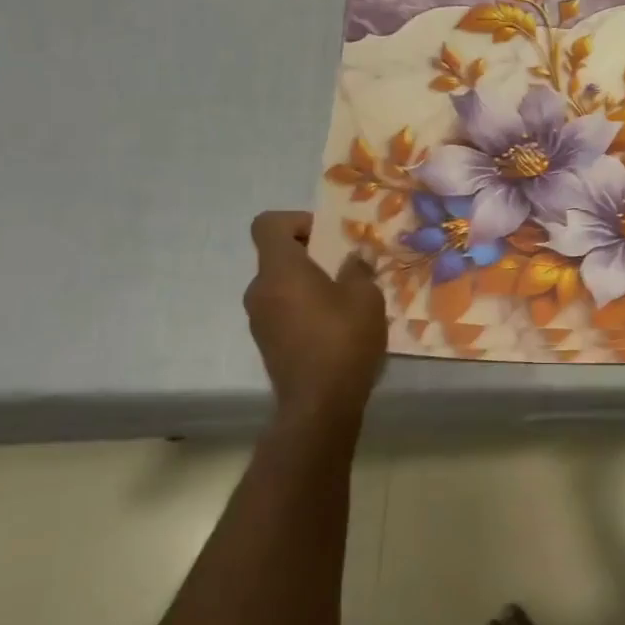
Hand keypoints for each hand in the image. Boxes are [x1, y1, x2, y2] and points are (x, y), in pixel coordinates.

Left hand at [245, 211, 388, 431]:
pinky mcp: (267, 343)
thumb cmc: (343, 339)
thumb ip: (357, 270)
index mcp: (280, 270)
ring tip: (344, 299)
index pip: (268, 224)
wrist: (319, 404)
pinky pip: (283, 310)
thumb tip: (352, 260)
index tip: (326, 236)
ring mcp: (259, 319)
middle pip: (277, 255)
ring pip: (281, 285)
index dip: (296, 220)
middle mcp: (260, 290)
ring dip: (308, 284)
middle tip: (344, 267)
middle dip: (310, 254)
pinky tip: (335, 327)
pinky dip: (303, 308)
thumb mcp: (366, 297)